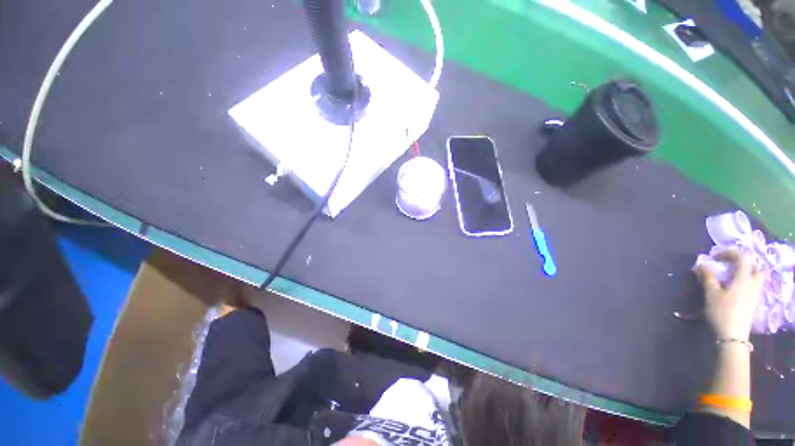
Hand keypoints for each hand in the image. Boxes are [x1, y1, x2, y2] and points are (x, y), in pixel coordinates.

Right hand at [695, 249, 763, 340]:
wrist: (733, 336)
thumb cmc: (722, 312)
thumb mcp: (711, 294)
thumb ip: (707, 277)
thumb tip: (701, 264)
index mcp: (744, 278)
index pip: (742, 258)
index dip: (729, 253)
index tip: (715, 256)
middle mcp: (753, 283)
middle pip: (754, 267)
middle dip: (742, 262)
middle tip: (728, 264)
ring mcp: (754, 294)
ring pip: (755, 277)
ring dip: (744, 272)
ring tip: (730, 275)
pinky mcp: (752, 302)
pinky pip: (752, 286)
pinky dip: (744, 281)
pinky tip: (733, 287)